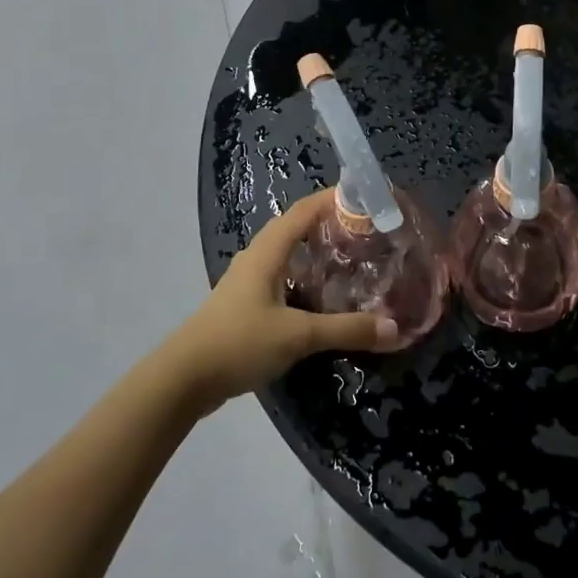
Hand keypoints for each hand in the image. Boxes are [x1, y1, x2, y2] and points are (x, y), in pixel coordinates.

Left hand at [158, 190, 396, 413]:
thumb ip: (346, 330)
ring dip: (315, 251)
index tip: (366, 198)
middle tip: (366, 232)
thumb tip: (394, 328)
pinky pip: (281, 277)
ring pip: (287, 254)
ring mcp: (248, 281)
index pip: (304, 210)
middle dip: (330, 224)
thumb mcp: (298, 336)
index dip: (334, 199)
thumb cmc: (240, 342)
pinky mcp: (244, 304)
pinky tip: (322, 297)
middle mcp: (257, 258)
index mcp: (268, 251)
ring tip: (351, 259)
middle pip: (296, 227)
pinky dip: (304, 276)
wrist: (183, 379)